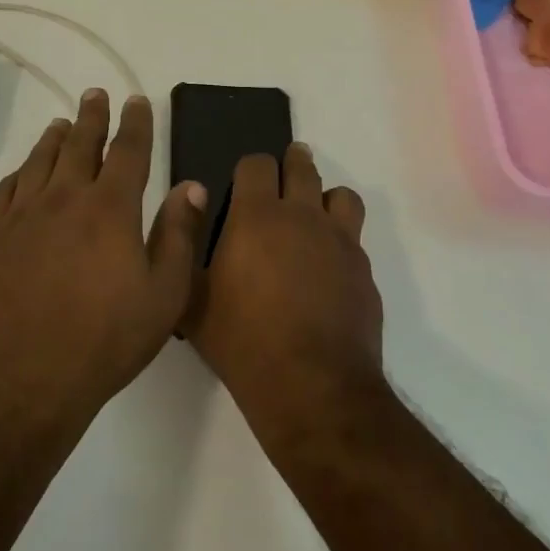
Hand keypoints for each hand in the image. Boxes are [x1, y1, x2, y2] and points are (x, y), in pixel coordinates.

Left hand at [0, 90, 204, 422]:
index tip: (136, 100)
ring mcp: (23, 216)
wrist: (25, 377)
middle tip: (95, 94)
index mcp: (110, 208)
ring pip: (40, 161)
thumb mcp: (164, 295)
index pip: (128, 151)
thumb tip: (191, 186)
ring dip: (54, 138)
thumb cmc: (106, 340)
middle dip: (91, 116)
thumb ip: (179, 235)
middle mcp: (65, 198)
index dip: (135, 122)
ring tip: (62, 123)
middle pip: (80, 144)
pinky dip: (19, 173)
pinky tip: (23, 173)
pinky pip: (5, 191)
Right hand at [185, 143, 381, 419]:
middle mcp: (303, 216)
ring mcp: (340, 242)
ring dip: (326, 199)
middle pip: (303, 167)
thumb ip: (185, 245)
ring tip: (314, 217)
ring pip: (341, 196)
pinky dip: (342, 243)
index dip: (249, 168)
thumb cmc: (241, 341)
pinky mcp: (364, 271)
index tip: (243, 182)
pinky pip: (356, 239)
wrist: (311, 387)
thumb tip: (189, 201)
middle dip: (292, 163)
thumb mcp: (191, 299)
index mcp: (257, 216)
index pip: (257, 163)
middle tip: (284, 174)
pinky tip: (329, 270)